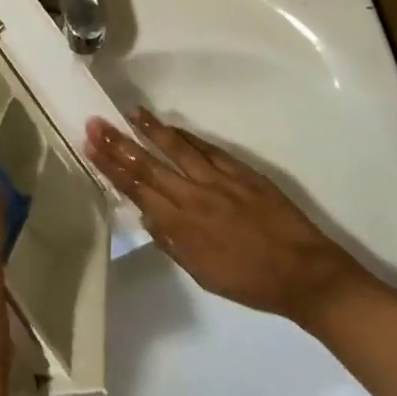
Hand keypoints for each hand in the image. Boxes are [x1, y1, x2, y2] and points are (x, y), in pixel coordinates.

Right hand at [85, 110, 369, 328]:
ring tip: (129, 112)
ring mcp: (218, 180)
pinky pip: (206, 148)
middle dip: (118, 143)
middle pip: (148, 164)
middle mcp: (194, 197)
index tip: (91, 146)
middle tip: (95, 122)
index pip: (136, 189)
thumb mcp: (202, 274)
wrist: (306, 275)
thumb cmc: (250, 282)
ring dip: (150, 130)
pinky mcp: (241, 172)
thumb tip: (146, 215)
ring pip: (176, 148)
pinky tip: (171, 127)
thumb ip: (171, 242)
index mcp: (181, 225)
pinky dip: (186, 136)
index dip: (110, 166)